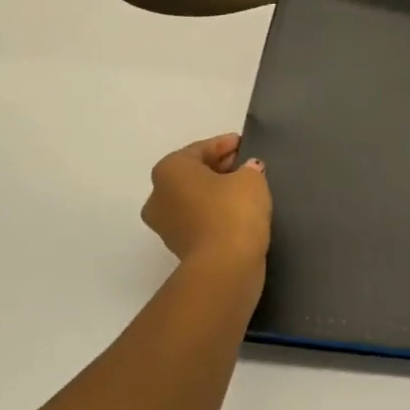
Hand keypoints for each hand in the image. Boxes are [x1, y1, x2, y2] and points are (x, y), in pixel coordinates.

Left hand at [142, 134, 270, 269]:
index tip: (244, 143)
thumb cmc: (233, 211)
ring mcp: (165, 225)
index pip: (201, 149)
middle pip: (193, 174)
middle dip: (219, 168)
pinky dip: (216, 214)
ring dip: (216, 193)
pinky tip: (238, 212)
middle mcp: (158, 195)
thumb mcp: (251, 179)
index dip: (225, 144)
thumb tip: (248, 170)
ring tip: (245, 190)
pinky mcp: (179, 248)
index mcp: (169, 170)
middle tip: (246, 165)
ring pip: (194, 199)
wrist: (225, 266)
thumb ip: (249, 168)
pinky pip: (199, 220)